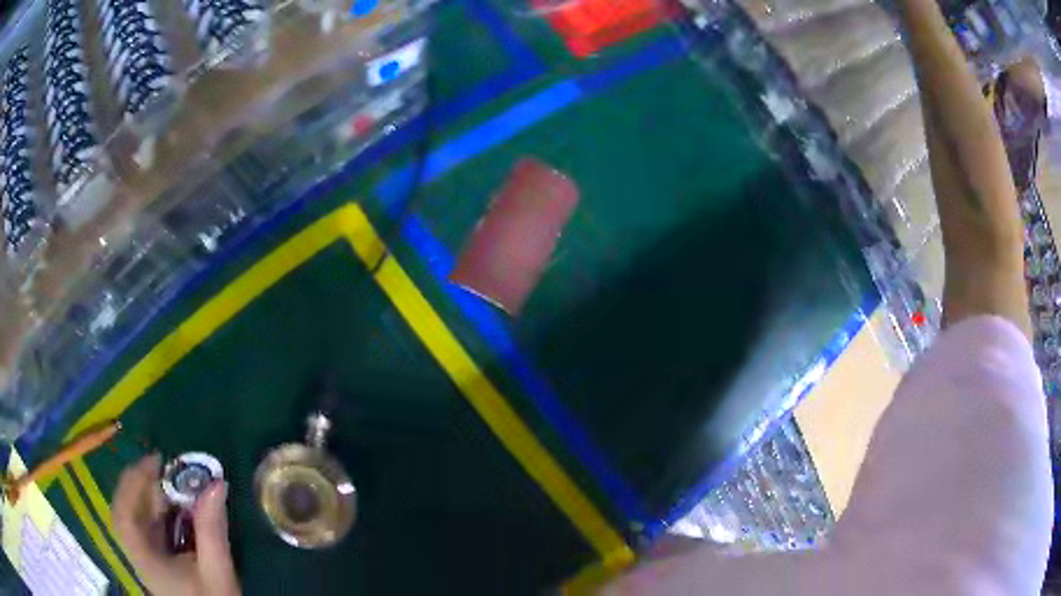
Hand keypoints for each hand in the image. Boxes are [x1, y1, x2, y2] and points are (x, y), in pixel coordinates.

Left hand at [112, 454, 240, 595]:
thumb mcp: (217, 571)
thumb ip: (212, 531)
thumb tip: (216, 484)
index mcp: (145, 559)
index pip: (123, 515)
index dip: (133, 483)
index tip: (155, 462)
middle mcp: (139, 554)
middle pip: (128, 511)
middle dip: (143, 486)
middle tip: (166, 468)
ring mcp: (145, 557)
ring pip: (138, 517)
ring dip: (152, 497)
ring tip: (173, 483)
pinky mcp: (155, 560)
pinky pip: (148, 527)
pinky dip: (158, 512)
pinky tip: (176, 508)